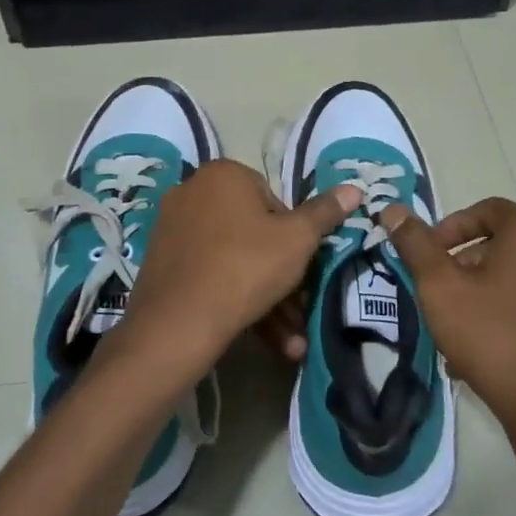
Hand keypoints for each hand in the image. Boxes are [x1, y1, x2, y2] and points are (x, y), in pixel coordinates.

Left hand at [115, 160, 360, 392]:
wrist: (179, 323)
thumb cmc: (246, 266)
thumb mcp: (297, 240)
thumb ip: (325, 213)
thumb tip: (354, 188)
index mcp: (223, 175)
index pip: (272, 199)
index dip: (293, 235)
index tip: (300, 265)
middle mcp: (192, 192)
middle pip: (252, 233)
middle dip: (281, 276)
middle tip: (300, 308)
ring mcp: (172, 228)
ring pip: (233, 260)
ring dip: (266, 298)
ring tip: (290, 340)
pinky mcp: (161, 263)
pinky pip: (209, 275)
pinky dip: (236, 300)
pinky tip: (263, 338)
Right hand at [381, 198, 515, 453]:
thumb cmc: (494, 339)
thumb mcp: (441, 289)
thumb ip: (416, 245)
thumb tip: (394, 210)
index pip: (488, 209)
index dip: (452, 226)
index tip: (429, 255)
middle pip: (506, 244)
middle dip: (467, 263)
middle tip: (441, 293)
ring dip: (489, 291)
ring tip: (460, 327)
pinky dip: (514, 313)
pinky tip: (490, 350)